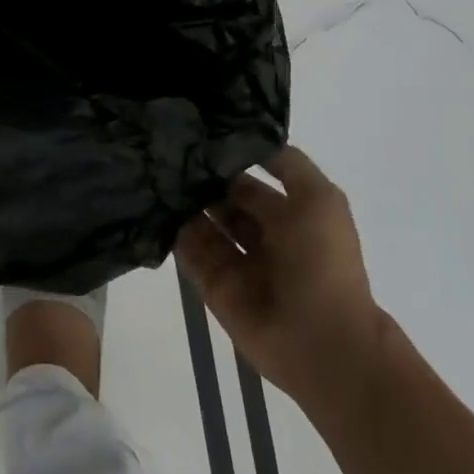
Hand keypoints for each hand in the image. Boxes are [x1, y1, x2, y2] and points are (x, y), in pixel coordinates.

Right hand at [175, 146, 384, 405]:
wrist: (320, 339)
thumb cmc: (323, 261)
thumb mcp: (321, 198)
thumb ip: (288, 164)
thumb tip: (248, 138)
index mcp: (288, 216)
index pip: (248, 181)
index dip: (226, 159)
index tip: (194, 133)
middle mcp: (258, 235)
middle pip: (220, 199)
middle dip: (198, 177)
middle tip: (163, 148)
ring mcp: (233, 261)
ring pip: (200, 221)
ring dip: (181, 199)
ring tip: (150, 168)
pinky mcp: (211, 283)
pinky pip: (186, 250)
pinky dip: (170, 229)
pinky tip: (150, 201)